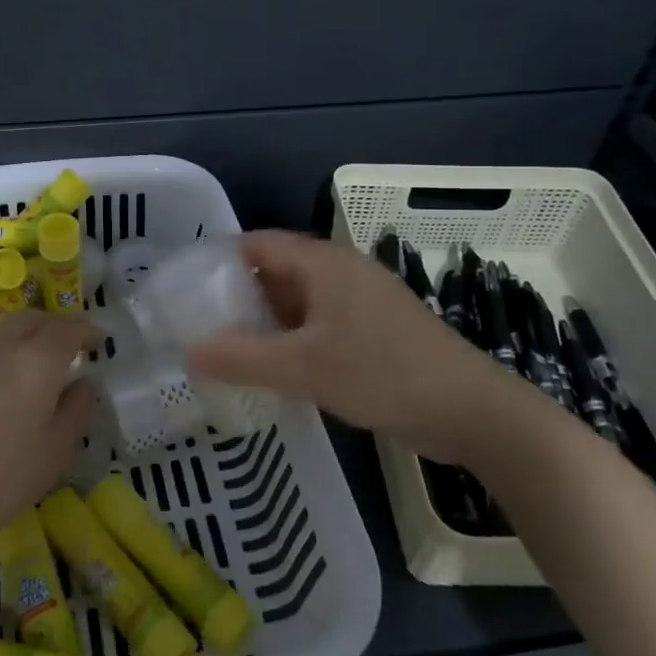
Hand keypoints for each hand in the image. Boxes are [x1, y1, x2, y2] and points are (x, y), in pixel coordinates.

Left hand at [0, 312, 99, 561]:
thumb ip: (77, 409)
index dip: (88, 332)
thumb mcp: (57, 450)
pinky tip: (17, 379)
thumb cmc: (4, 477)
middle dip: (59, 325)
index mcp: (38, 359)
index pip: (70, 329)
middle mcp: (6, 347)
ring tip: (48, 360)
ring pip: (11, 329)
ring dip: (34, 333)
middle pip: (36, 319)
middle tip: (76, 345)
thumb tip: (82, 383)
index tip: (102, 342)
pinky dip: (13, 349)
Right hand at [186, 230, 517, 463]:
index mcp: (324, 263)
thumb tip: (189, 353)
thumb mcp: (303, 368)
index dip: (219, 259)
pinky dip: (292, 340)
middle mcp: (341, 273)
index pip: (258, 244)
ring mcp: (361, 303)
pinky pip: (319, 325)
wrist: (470, 411)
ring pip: (298, 302)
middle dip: (238, 295)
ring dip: (265, 321)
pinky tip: (273, 369)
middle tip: (198, 322)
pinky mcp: (374, 333)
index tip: (185, 286)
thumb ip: (242, 358)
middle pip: (277, 271)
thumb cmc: (383, 374)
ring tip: (226, 347)